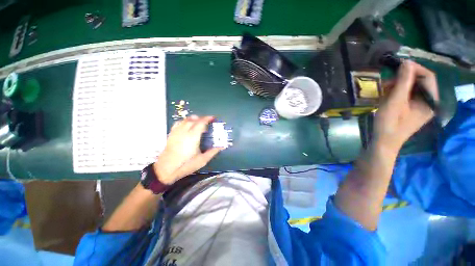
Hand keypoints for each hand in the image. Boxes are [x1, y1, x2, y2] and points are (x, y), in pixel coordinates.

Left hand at [153, 115, 222, 184]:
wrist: (166, 169)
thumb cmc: (186, 164)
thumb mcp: (202, 160)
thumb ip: (213, 152)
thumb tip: (222, 146)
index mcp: (193, 137)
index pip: (201, 123)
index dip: (207, 119)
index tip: (212, 118)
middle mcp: (185, 131)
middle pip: (193, 120)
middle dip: (201, 118)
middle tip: (207, 121)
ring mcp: (177, 132)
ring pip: (185, 120)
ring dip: (193, 118)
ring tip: (198, 121)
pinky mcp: (171, 134)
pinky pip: (178, 123)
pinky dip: (184, 121)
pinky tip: (187, 124)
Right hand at [374, 60, 438, 152]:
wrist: (383, 142)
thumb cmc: (389, 124)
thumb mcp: (395, 102)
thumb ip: (403, 82)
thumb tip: (406, 62)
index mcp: (430, 101)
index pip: (428, 77)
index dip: (414, 68)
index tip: (398, 65)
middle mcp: (428, 102)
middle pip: (419, 83)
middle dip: (402, 79)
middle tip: (386, 83)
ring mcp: (419, 107)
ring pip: (411, 89)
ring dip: (397, 86)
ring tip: (383, 91)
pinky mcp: (410, 110)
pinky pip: (406, 96)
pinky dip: (395, 93)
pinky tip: (385, 97)